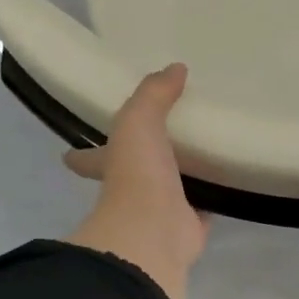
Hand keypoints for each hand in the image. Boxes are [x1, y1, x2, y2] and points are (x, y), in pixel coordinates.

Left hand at [65, 63, 207, 298]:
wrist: (155, 230)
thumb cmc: (137, 174)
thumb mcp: (138, 121)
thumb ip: (153, 94)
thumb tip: (175, 68)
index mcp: (112, 166)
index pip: (91, 157)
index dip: (83, 153)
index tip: (71, 150)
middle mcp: (132, 191)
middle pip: (136, 171)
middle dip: (143, 160)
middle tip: (165, 137)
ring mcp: (161, 210)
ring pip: (172, 186)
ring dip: (182, 174)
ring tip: (202, 150)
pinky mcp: (190, 225)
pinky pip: (204, 204)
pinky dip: (213, 194)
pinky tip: (227, 179)